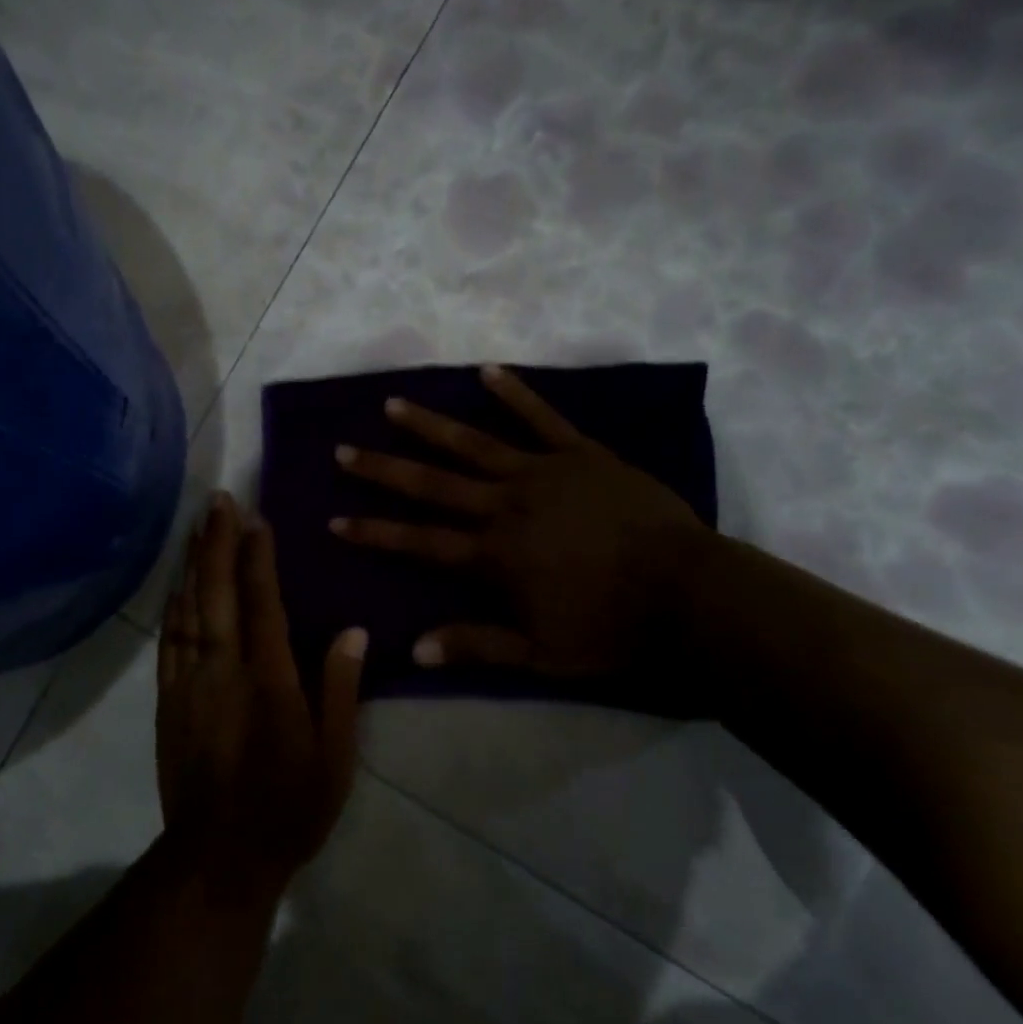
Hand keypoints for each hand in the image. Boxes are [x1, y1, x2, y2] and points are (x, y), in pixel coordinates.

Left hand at [156, 492, 368, 890]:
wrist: (218, 858)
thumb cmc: (289, 808)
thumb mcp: (334, 757)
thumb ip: (340, 689)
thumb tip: (352, 631)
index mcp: (269, 681)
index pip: (262, 603)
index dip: (257, 557)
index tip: (256, 519)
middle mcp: (222, 671)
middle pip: (215, 593)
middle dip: (215, 543)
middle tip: (218, 501)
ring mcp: (188, 685)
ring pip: (186, 610)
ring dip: (191, 564)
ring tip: (196, 527)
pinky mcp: (168, 702)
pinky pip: (168, 642)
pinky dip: (173, 606)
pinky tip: (176, 586)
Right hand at [329, 365, 716, 700]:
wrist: (687, 590)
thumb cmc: (611, 625)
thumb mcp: (540, 652)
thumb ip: (477, 645)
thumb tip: (415, 649)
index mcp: (494, 554)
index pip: (420, 541)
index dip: (375, 531)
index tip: (335, 519)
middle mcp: (505, 505)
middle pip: (433, 484)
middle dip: (384, 469)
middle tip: (344, 450)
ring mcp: (542, 472)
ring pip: (474, 443)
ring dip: (430, 425)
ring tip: (393, 404)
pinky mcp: (581, 454)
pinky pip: (542, 418)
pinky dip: (515, 394)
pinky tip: (487, 371)